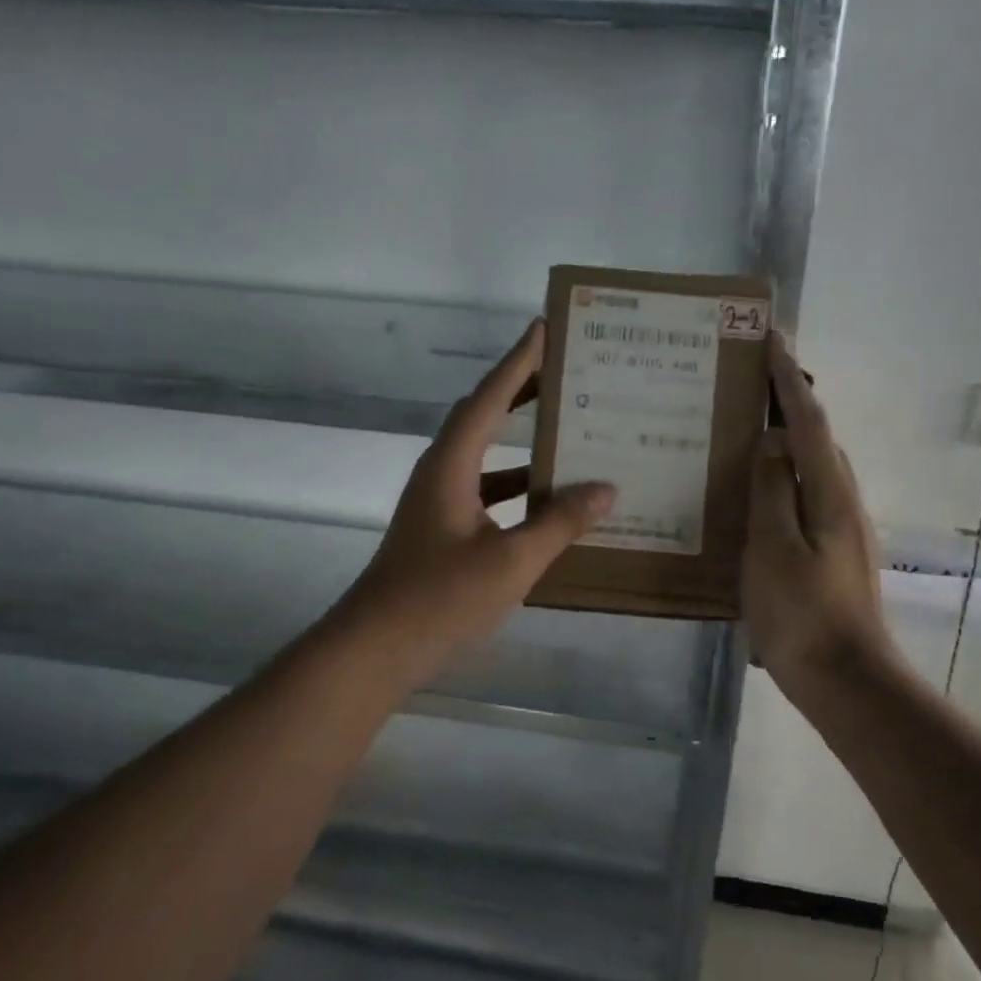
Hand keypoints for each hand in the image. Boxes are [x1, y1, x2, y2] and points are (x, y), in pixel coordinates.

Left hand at [330, 319, 614, 693]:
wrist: (374, 651)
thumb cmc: (439, 599)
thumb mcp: (510, 562)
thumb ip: (559, 524)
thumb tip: (606, 488)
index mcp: (450, 467)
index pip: (488, 400)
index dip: (517, 363)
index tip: (543, 328)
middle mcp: (440, 476)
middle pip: (484, 421)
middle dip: (522, 395)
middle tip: (564, 374)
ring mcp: (438, 508)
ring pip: (487, 462)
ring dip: (524, 447)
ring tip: (570, 437)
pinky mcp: (441, 536)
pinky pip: (487, 497)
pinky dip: (518, 493)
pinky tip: (549, 508)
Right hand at [744, 332, 894, 693]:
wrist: (846, 680)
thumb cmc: (803, 616)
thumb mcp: (774, 550)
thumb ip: (772, 491)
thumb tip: (771, 442)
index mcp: (830, 493)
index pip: (809, 421)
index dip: (789, 378)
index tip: (771, 336)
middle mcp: (844, 501)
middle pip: (818, 438)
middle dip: (790, 400)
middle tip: (750, 378)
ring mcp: (842, 529)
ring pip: (813, 467)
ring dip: (787, 438)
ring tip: (748, 426)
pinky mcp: (833, 553)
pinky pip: (806, 495)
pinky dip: (784, 476)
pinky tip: (757, 491)